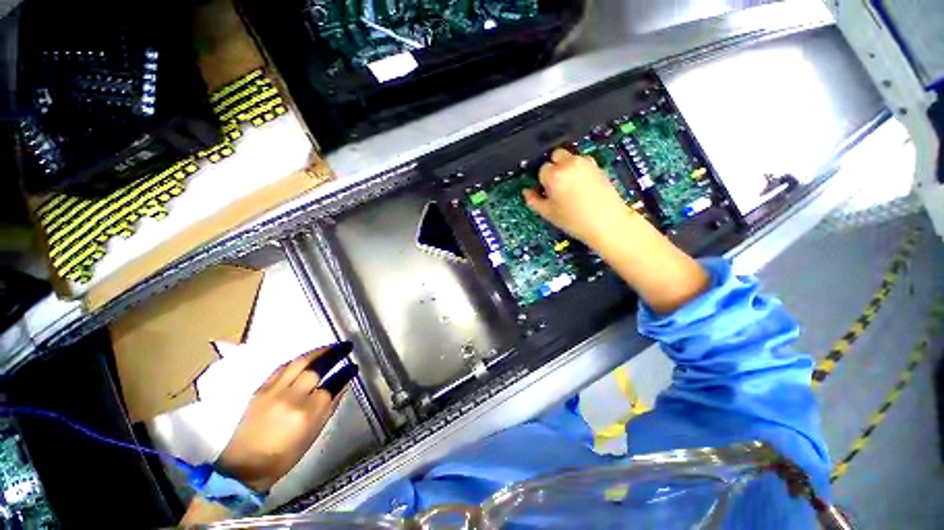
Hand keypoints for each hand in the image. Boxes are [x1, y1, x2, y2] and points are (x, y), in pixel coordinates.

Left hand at [214, 344, 355, 491]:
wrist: (244, 465)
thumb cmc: (285, 455)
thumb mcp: (314, 434)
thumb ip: (330, 406)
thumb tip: (343, 385)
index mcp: (307, 413)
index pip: (333, 384)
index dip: (346, 372)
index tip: (354, 366)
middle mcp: (292, 397)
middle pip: (316, 367)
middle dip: (334, 353)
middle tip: (345, 347)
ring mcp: (274, 391)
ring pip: (299, 362)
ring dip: (318, 351)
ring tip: (330, 347)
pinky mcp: (261, 389)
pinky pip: (283, 367)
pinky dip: (298, 360)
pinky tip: (307, 358)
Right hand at [523, 148, 637, 249]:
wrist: (607, 222)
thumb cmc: (575, 220)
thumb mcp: (548, 213)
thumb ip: (533, 200)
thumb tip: (526, 192)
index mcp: (555, 175)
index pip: (541, 169)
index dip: (542, 181)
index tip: (545, 190)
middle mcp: (570, 163)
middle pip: (555, 155)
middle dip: (553, 167)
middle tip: (556, 185)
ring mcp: (585, 162)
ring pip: (569, 157)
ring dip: (566, 167)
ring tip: (569, 187)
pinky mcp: (597, 165)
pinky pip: (582, 162)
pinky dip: (578, 169)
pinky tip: (580, 187)